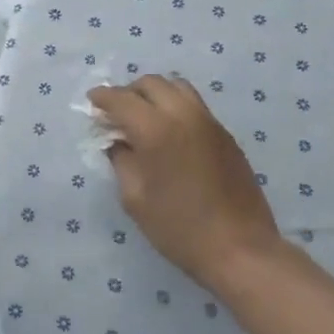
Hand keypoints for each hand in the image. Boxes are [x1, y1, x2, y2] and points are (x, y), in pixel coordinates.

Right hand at [89, 75, 284, 295]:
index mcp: (156, 129)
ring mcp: (208, 122)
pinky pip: (194, 104)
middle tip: (117, 113)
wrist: (241, 250)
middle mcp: (183, 115)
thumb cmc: (179, 228)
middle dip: (128, 92)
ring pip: (177, 86)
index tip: (92, 103)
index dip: (102, 97)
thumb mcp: (135, 198)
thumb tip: (117, 142)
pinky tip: (170, 132)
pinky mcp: (225, 134)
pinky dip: (175, 106)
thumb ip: (121, 161)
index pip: (121, 98)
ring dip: (155, 93)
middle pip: (151, 83)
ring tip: (144, 116)